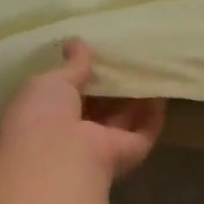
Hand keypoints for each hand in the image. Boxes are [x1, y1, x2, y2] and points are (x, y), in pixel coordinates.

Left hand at [0, 40, 165, 183]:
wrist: (59, 160)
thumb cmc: (42, 116)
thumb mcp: (49, 82)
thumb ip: (70, 66)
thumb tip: (76, 43)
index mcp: (44, 120)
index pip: (65, 96)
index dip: (79, 76)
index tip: (96, 55)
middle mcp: (71, 137)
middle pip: (96, 108)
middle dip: (110, 86)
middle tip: (126, 57)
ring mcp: (100, 148)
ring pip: (121, 119)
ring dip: (134, 97)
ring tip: (148, 66)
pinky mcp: (128, 154)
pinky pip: (144, 130)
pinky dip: (153, 112)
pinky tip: (161, 88)